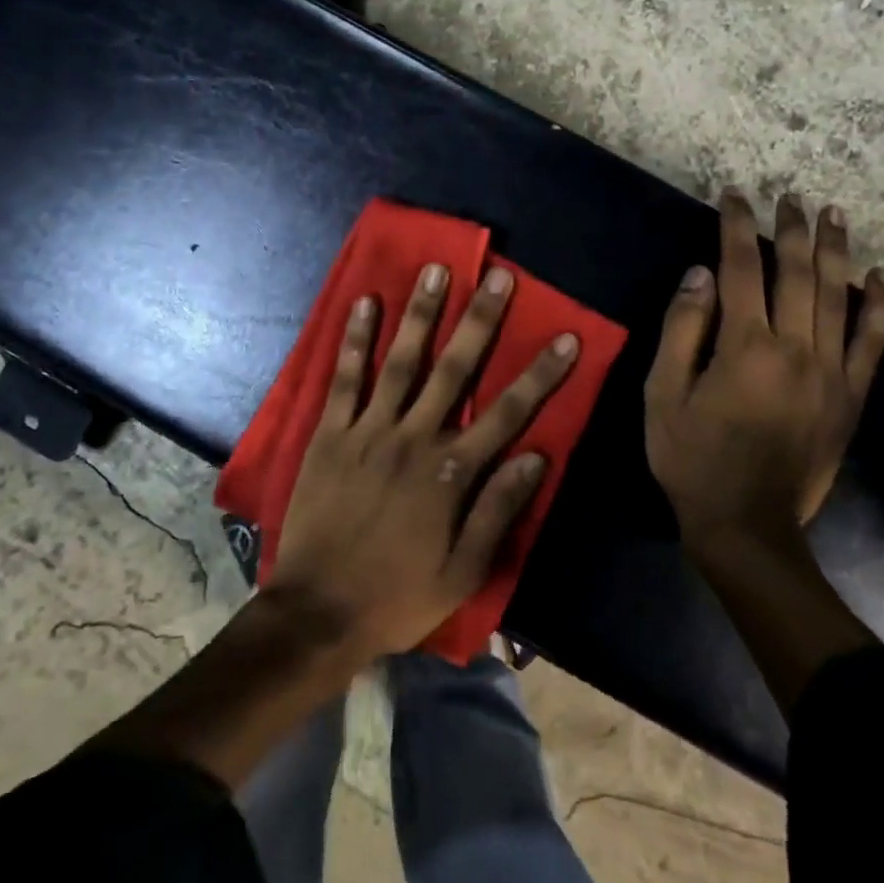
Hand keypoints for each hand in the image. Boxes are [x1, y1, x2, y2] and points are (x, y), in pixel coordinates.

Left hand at [267, 261, 578, 661]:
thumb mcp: (463, 571)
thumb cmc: (397, 596)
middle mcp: (414, 438)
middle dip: (480, 321)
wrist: (317, 613)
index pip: (508, 413)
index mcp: (452, 473)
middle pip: (455, 369)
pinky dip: (355, 341)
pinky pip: (344, 379)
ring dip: (420, 313)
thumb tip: (537, 457)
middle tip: (498, 277)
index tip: (566, 336)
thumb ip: (499, 511)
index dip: (540, 373)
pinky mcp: (330, 433)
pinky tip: (364, 303)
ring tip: (435, 270)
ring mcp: (369, 431)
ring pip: (401, 361)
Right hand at [645, 190, 883, 557]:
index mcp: (744, 347)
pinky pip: (872, 343)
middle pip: (797, 274)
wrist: (746, 525)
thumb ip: (682, 329)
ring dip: (836, 251)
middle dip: (791, 230)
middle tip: (790, 197)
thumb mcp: (663, 394)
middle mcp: (795, 349)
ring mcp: (831, 373)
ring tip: (834, 214)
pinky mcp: (850, 397)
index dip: (736, 227)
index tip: (735, 196)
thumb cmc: (692, 458)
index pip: (740, 268)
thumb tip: (699, 274)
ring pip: (838, 297)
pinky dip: (878, 307)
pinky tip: (880, 278)